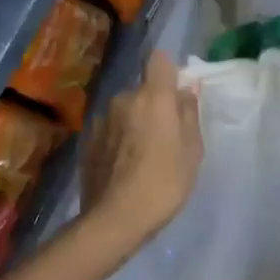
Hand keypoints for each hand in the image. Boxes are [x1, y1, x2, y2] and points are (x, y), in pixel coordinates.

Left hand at [80, 51, 203, 247]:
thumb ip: (189, 114)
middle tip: (165, 136)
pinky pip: (110, 130)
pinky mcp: (87, 140)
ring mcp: (101, 119)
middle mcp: (123, 99)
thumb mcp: (192, 150)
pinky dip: (118, 139)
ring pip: (125, 111)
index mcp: (153, 97)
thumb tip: (185, 92)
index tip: (176, 91)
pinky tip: (123, 166)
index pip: (159, 60)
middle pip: (142, 90)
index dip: (169, 71)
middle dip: (154, 105)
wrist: (115, 219)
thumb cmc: (164, 183)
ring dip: (134, 123)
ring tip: (142, 155)